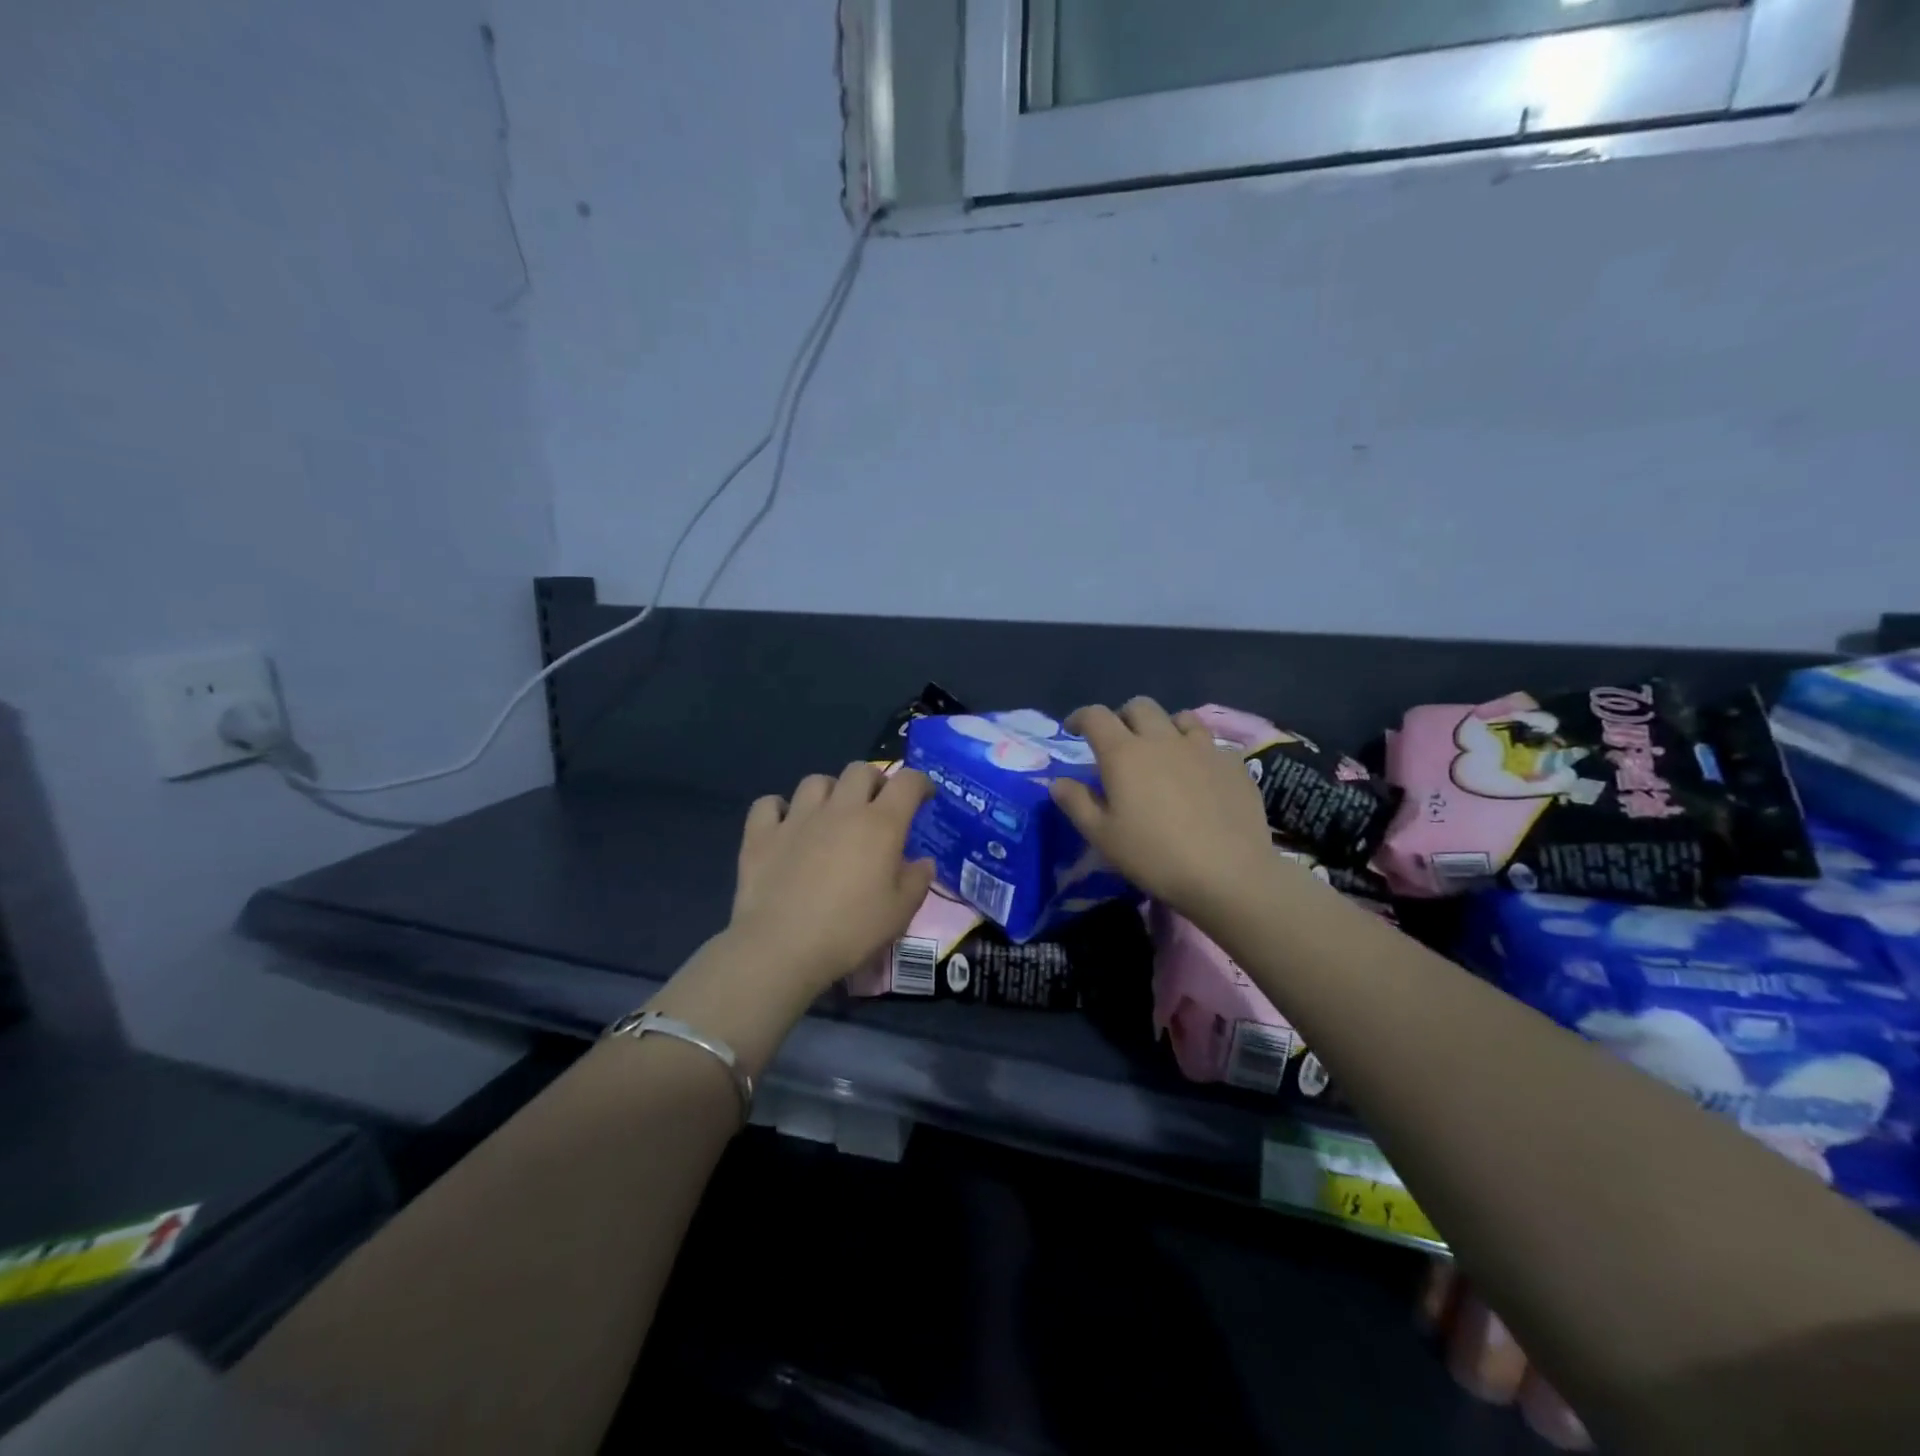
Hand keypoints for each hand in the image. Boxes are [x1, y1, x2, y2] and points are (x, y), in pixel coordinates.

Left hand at [727, 761, 937, 992]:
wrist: (782, 947)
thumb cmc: (850, 931)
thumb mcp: (900, 913)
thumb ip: (917, 881)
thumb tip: (923, 862)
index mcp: (880, 824)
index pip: (908, 782)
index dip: (920, 783)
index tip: (924, 796)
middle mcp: (840, 809)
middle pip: (861, 770)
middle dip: (874, 781)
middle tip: (877, 806)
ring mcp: (797, 818)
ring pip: (816, 781)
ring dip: (830, 791)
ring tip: (831, 814)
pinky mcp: (762, 834)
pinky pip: (769, 804)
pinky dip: (779, 809)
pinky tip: (785, 826)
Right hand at [1049, 697, 1274, 919]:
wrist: (1228, 874)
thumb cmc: (1154, 856)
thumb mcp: (1102, 836)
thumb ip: (1076, 803)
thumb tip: (1058, 781)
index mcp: (1124, 753)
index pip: (1096, 716)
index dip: (1080, 717)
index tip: (1073, 730)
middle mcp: (1162, 739)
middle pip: (1139, 706)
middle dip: (1123, 717)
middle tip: (1119, 743)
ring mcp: (1203, 748)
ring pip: (1180, 717)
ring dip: (1164, 727)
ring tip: (1162, 751)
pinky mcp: (1234, 764)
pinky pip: (1212, 743)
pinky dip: (1199, 751)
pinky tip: (1200, 774)